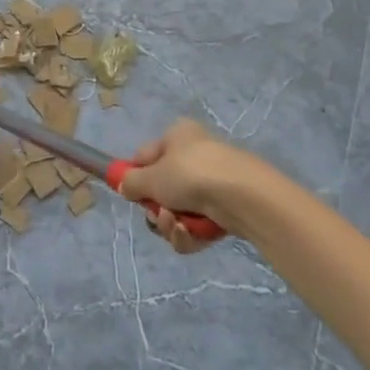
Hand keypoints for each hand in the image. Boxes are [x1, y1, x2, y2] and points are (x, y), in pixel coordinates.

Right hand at [119, 119, 270, 253]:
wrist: (242, 197)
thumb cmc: (191, 174)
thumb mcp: (150, 177)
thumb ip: (130, 182)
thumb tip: (126, 186)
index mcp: (177, 136)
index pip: (145, 156)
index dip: (136, 176)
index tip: (131, 194)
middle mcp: (195, 155)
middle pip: (162, 189)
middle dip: (156, 208)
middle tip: (159, 214)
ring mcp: (213, 184)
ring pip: (178, 211)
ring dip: (171, 224)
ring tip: (178, 225)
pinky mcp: (226, 210)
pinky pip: (196, 225)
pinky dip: (190, 233)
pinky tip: (192, 233)